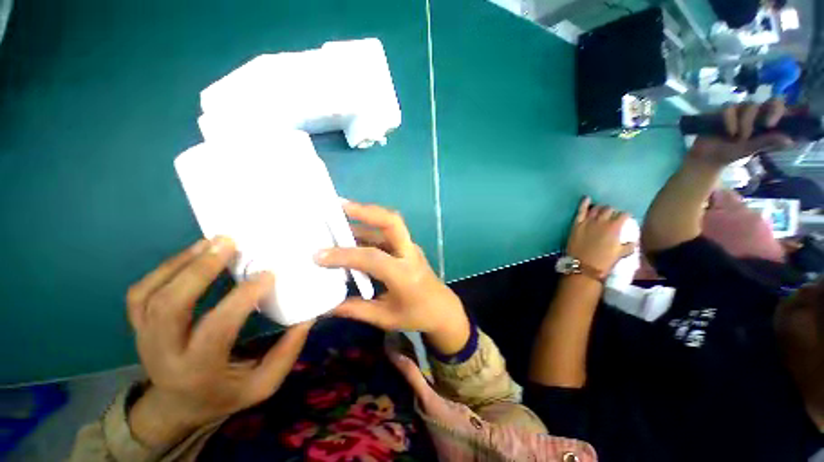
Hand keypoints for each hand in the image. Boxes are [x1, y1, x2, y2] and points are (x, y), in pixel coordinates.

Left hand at [125, 237, 311, 446]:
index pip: (217, 327)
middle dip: (199, 270)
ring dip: (180, 263)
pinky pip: (141, 293)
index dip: (243, 297)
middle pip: (169, 306)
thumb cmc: (224, 394)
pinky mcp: (139, 326)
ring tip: (211, 242)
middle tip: (228, 244)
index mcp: (197, 370)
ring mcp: (144, 338)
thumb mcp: (262, 385)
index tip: (268, 273)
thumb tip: (307, 317)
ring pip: (150, 295)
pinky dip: (163, 268)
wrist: (177, 406)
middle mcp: (163, 353)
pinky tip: (190, 254)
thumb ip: (286, 353)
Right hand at [314, 201, 470, 354]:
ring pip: (390, 224)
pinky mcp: (408, 247)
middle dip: (366, 211)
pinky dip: (369, 230)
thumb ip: (354, 309)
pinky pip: (387, 234)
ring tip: (339, 215)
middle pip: (393, 222)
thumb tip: (325, 305)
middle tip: (340, 205)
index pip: (373, 258)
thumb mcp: (385, 317)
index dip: (345, 255)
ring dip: (365, 218)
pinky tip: (352, 234)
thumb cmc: (417, 316)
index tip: (318, 255)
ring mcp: (410, 248)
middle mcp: (409, 254)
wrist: (443, 310)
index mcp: (405, 275)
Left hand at [566, 197, 633, 275]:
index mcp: (615, 227)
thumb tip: (634, 241)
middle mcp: (602, 221)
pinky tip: (586, 198)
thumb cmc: (603, 262)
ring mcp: (588, 221)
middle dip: (612, 211)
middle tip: (612, 215)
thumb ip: (629, 245)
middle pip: (609, 210)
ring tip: (601, 209)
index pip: (624, 215)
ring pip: (596, 208)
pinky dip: (584, 203)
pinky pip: (580, 210)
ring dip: (600, 208)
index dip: (626, 216)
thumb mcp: (620, 254)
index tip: (626, 217)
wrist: (583, 266)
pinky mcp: (576, 223)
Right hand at [688, 100, 792, 166]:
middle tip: (749, 134)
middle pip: (761, 103)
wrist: (707, 157)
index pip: (776, 105)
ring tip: (737, 137)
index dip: (776, 109)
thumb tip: (789, 140)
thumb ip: (768, 142)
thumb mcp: (752, 149)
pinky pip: (729, 109)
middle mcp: (753, 113)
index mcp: (764, 120)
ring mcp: (737, 111)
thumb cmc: (732, 153)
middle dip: (755, 119)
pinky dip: (730, 120)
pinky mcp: (722, 112)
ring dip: (743, 122)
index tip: (770, 125)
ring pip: (747, 106)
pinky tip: (728, 132)